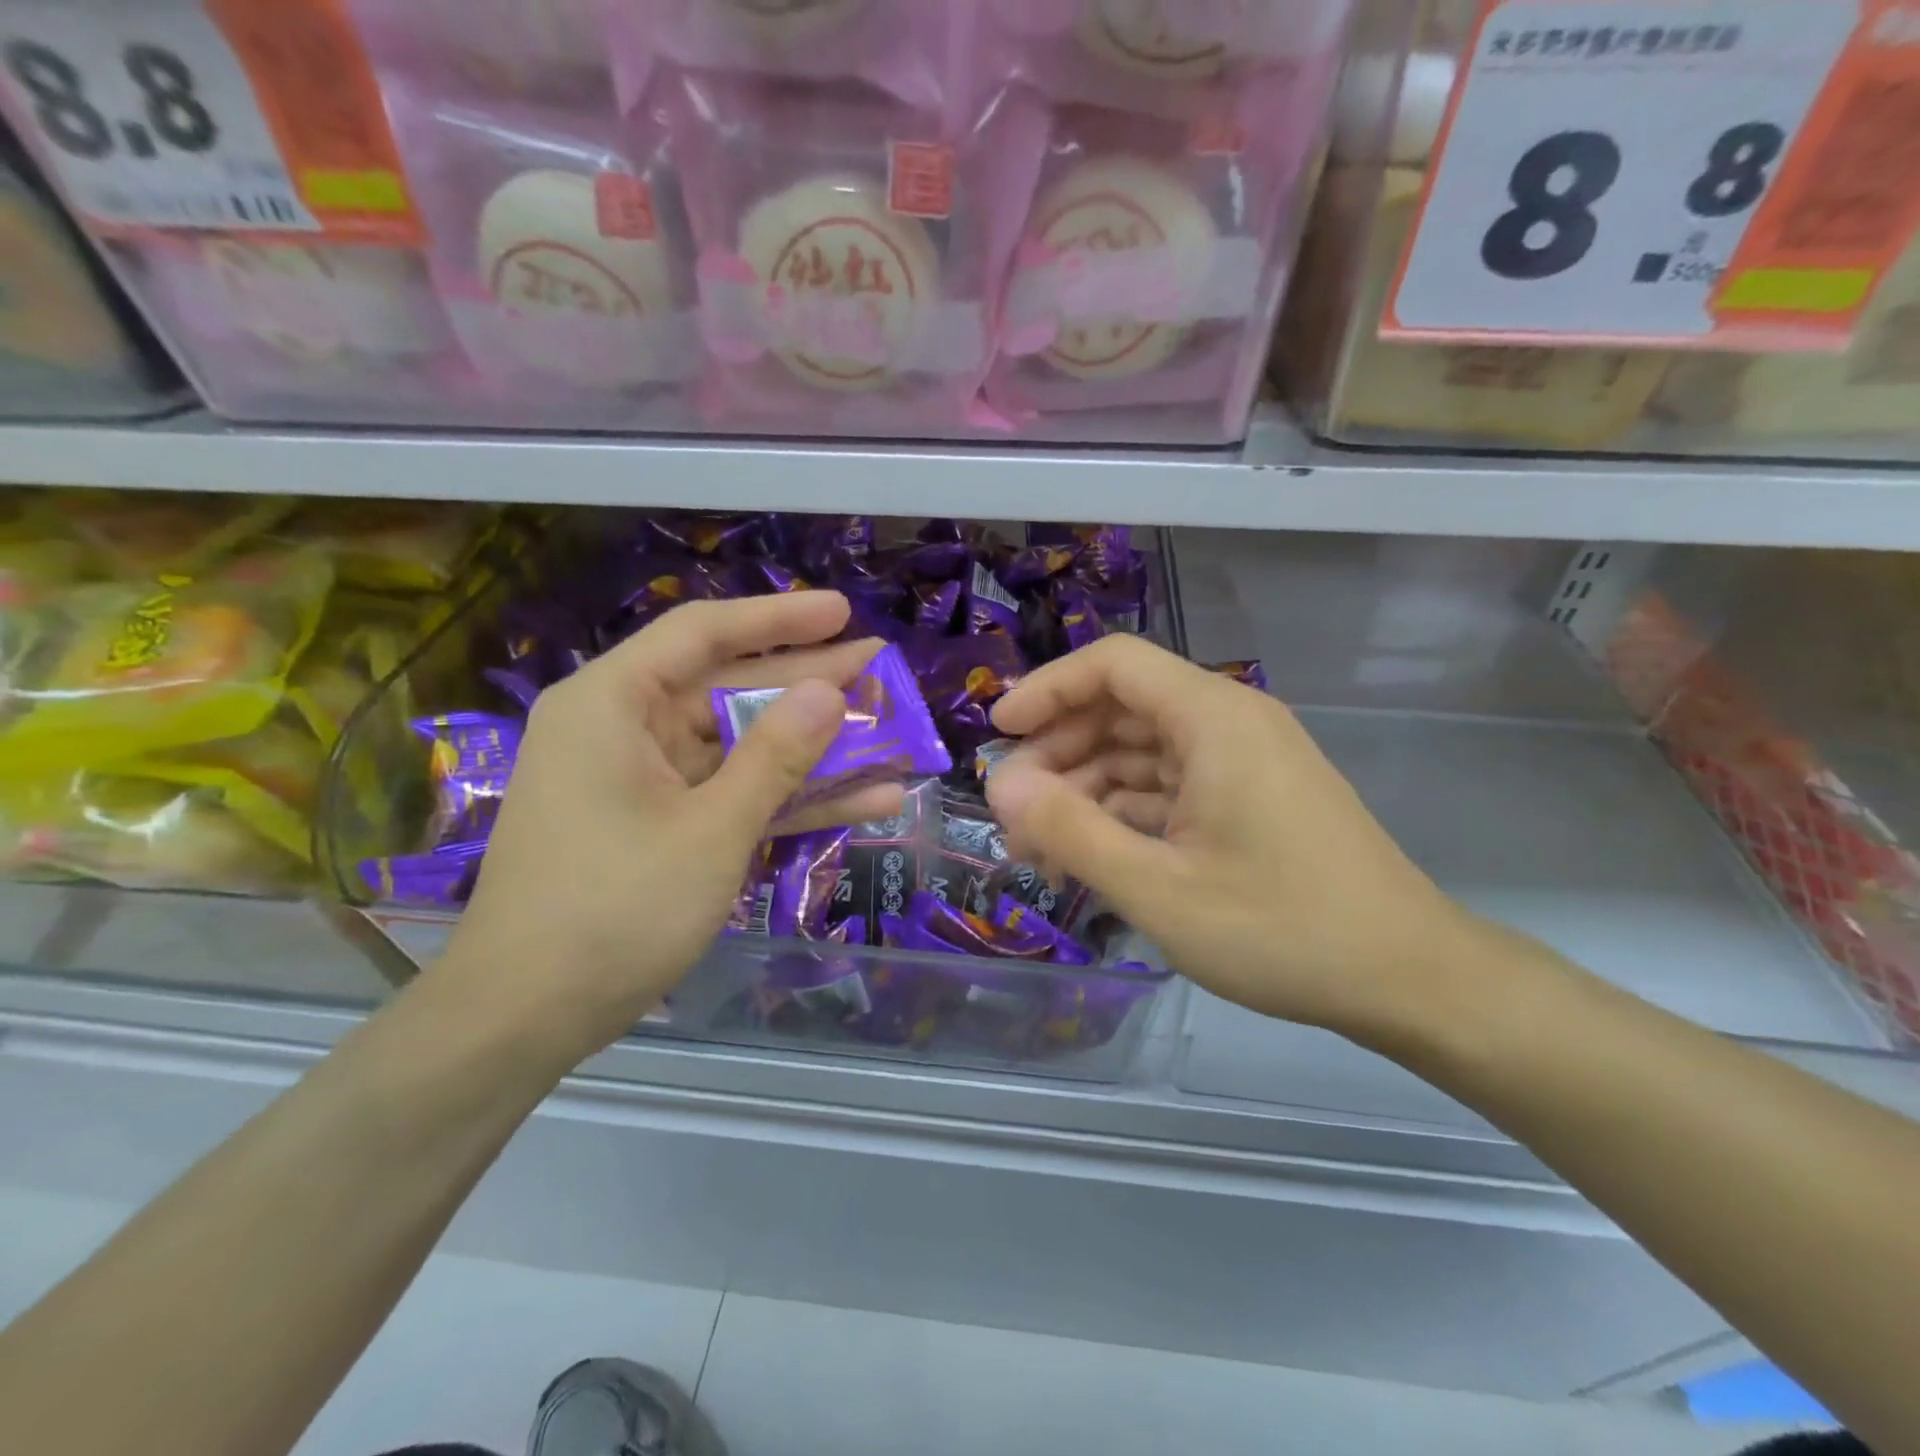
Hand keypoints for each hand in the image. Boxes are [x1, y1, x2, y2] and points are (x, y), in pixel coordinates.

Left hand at [439, 592, 901, 1062]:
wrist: (526, 1017)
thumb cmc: (613, 910)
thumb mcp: (710, 829)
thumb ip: (776, 756)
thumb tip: (831, 691)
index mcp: (612, 704)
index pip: (703, 633)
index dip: (778, 618)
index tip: (842, 612)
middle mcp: (623, 729)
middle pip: (729, 688)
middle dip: (808, 684)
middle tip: (879, 667)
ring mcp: (644, 781)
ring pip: (740, 746)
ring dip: (811, 747)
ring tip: (887, 731)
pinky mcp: (660, 825)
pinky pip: (731, 793)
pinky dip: (788, 797)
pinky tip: (862, 800)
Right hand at [984, 636, 1483, 1039]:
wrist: (1410, 979)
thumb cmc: (1282, 930)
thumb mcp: (1158, 889)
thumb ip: (1070, 832)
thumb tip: (999, 787)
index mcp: (1213, 719)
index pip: (1113, 664)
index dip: (1047, 690)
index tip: (997, 735)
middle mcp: (1230, 722)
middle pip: (1123, 706)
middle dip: (1059, 752)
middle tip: (1014, 812)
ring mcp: (1244, 760)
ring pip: (1143, 750)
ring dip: (1088, 789)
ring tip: (1043, 848)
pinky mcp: (1251, 796)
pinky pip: (1171, 784)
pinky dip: (1127, 811)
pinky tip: (1095, 854)